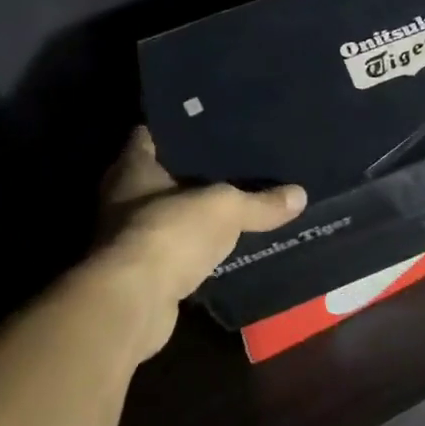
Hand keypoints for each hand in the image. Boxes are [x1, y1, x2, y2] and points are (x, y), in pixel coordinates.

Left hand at [84, 127, 306, 358]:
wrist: (135, 302)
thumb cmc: (171, 231)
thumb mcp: (226, 208)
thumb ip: (260, 201)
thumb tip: (300, 195)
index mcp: (133, 168)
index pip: (151, 134)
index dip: (179, 128)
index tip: (210, 123)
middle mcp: (123, 198)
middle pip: (161, 175)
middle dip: (192, 171)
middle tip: (234, 161)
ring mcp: (129, 237)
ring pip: (168, 214)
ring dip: (192, 213)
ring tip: (235, 200)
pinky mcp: (141, 272)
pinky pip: (174, 249)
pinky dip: (193, 248)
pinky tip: (223, 243)